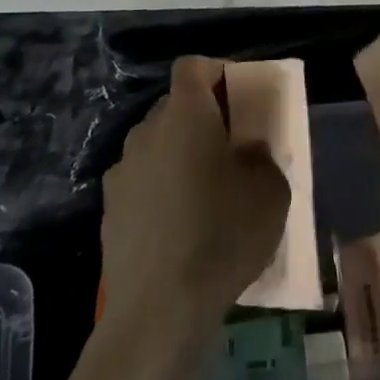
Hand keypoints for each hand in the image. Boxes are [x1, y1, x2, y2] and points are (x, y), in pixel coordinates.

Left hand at [99, 56, 290, 340]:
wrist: (157, 313)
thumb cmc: (222, 236)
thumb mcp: (270, 192)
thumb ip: (261, 156)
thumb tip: (246, 150)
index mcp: (186, 114)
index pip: (193, 66)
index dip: (215, 73)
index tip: (237, 99)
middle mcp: (147, 131)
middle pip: (174, 106)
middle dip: (201, 118)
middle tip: (230, 149)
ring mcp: (122, 171)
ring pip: (156, 145)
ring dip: (179, 155)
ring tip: (204, 193)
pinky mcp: (108, 210)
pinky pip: (141, 182)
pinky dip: (160, 190)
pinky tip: (178, 228)